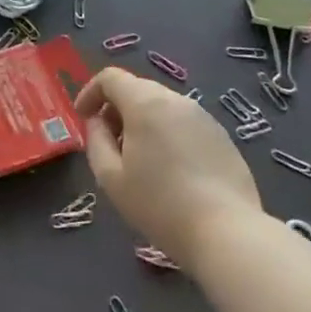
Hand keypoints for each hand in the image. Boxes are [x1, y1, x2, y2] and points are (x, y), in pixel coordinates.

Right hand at [76, 67, 261, 264]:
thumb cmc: (159, 205)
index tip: (83, 118)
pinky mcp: (223, 137)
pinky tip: (170, 169)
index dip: (90, 92)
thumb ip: (96, 140)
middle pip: (137, 89)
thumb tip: (98, 122)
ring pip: (162, 106)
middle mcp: (176, 100)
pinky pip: (184, 123)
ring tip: (139, 158)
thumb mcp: (110, 177)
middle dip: (116, 108)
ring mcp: (204, 117)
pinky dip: (167, 133)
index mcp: (145, 103)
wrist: (228, 233)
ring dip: (142, 121)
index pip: (111, 77)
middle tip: (108, 142)